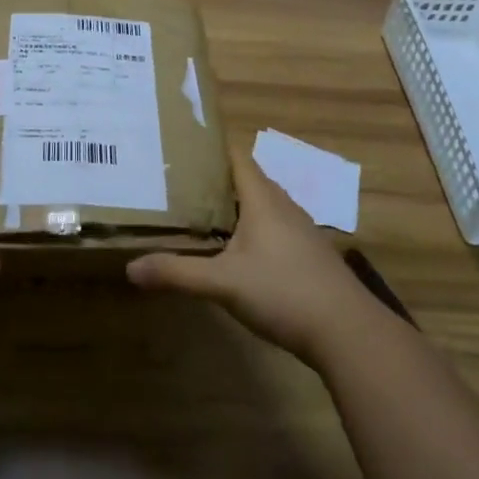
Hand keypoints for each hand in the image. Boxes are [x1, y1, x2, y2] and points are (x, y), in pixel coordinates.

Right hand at [128, 146, 384, 368]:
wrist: (348, 332)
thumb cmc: (284, 293)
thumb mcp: (223, 284)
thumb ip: (177, 273)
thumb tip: (130, 268)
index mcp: (262, 200)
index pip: (236, 157)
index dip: (210, 148)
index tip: (180, 146)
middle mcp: (283, 206)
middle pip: (246, 180)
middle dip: (214, 178)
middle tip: (178, 181)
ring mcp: (300, 231)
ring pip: (260, 206)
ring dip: (233, 205)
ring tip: (199, 211)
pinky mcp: (308, 255)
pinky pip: (272, 228)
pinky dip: (249, 228)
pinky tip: (234, 249)